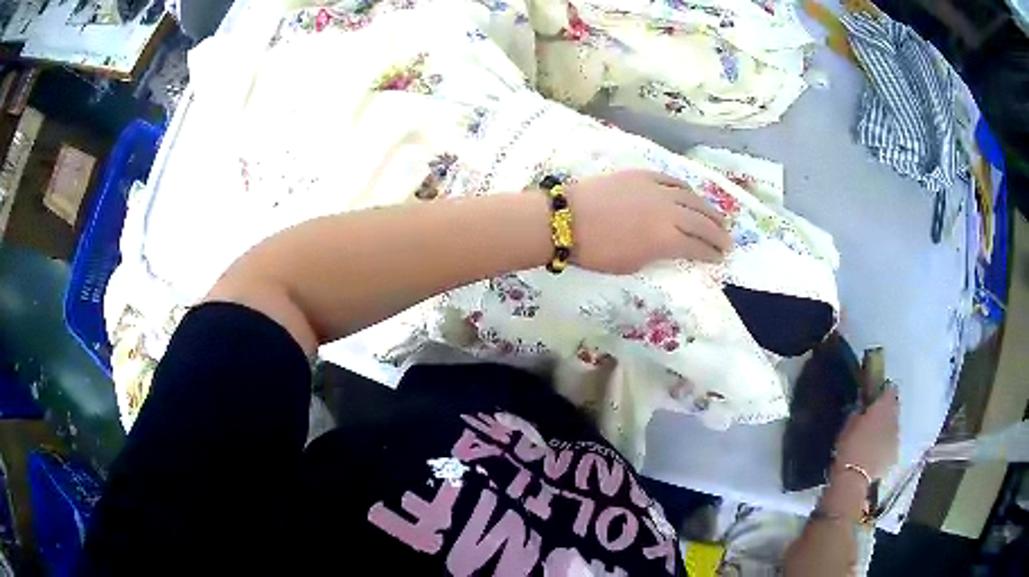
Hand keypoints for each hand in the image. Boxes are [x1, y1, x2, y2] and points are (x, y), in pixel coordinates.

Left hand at [565, 170, 731, 274]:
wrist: (568, 218)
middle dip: (718, 233)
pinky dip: (686, 189)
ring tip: (718, 218)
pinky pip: (672, 180)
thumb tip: (673, 248)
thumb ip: (659, 255)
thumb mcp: (632, 264)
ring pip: (692, 198)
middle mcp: (669, 211)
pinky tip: (691, 194)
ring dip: (708, 209)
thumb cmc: (597, 251)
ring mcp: (657, 189)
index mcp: (666, 238)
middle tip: (727, 241)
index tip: (720, 259)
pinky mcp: (643, 175)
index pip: (698, 246)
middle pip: (701, 221)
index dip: (711, 254)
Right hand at [834, 387, 899, 479]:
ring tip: (874, 436)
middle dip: (887, 410)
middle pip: (895, 408)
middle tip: (874, 417)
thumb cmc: (848, 447)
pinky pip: (892, 443)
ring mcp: (896, 438)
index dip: (883, 392)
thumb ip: (858, 412)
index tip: (875, 396)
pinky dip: (886, 444)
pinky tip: (876, 451)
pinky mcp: (895, 454)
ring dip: (887, 427)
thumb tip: (862, 407)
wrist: (853, 478)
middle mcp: (894, 419)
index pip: (890, 390)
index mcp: (883, 407)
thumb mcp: (848, 425)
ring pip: (894, 426)